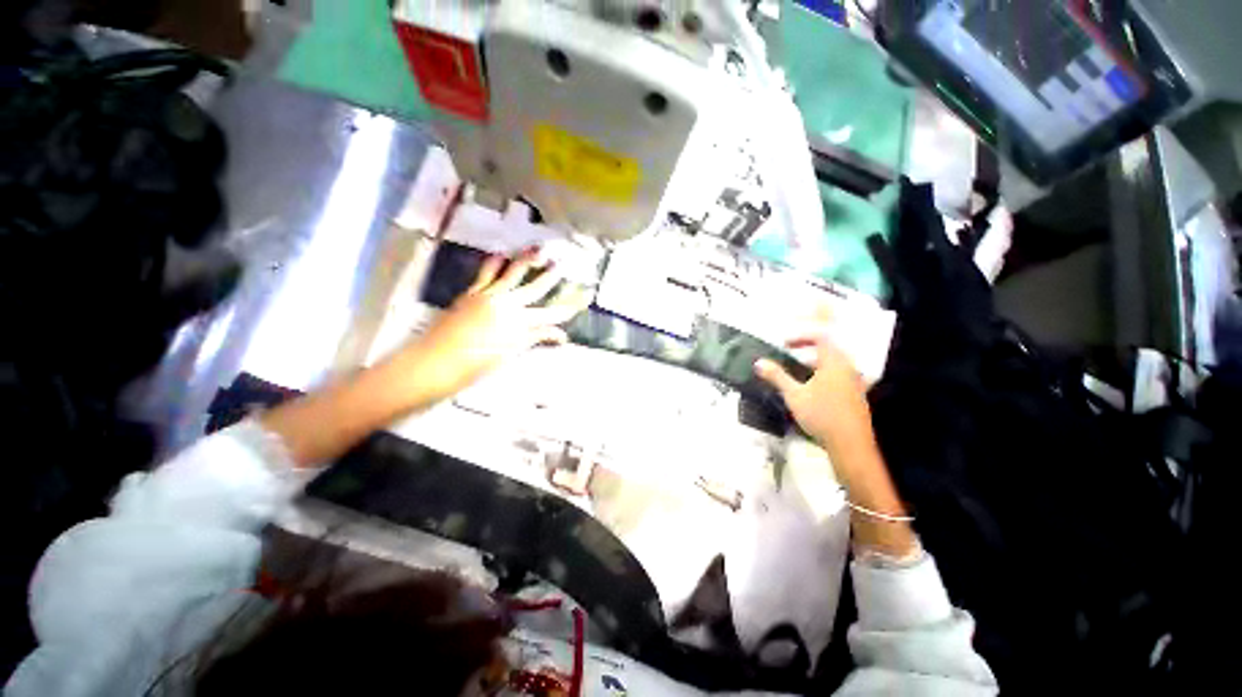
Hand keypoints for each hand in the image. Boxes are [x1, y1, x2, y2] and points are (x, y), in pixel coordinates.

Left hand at [394, 248, 587, 404]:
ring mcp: (488, 296)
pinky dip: (495, 263)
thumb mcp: (510, 354)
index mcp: (519, 324)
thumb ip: (535, 338)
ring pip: (512, 274)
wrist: (436, 361)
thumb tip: (562, 337)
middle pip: (535, 288)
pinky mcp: (472, 293)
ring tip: (537, 249)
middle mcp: (507, 305)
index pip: (550, 315)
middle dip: (550, 277)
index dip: (567, 309)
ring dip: (526, 261)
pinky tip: (501, 254)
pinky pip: (486, 273)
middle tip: (561, 264)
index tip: (580, 301)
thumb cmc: (475, 365)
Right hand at [754, 336, 872, 457]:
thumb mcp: (793, 394)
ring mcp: (855, 383)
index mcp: (834, 362)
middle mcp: (848, 368)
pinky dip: (823, 378)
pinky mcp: (856, 396)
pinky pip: (838, 378)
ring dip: (814, 366)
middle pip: (828, 351)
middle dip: (806, 352)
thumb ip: (777, 376)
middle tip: (788, 359)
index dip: (801, 337)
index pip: (820, 338)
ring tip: (796, 377)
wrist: (850, 444)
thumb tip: (758, 362)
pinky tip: (811, 393)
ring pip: (833, 366)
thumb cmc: (821, 414)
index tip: (784, 345)